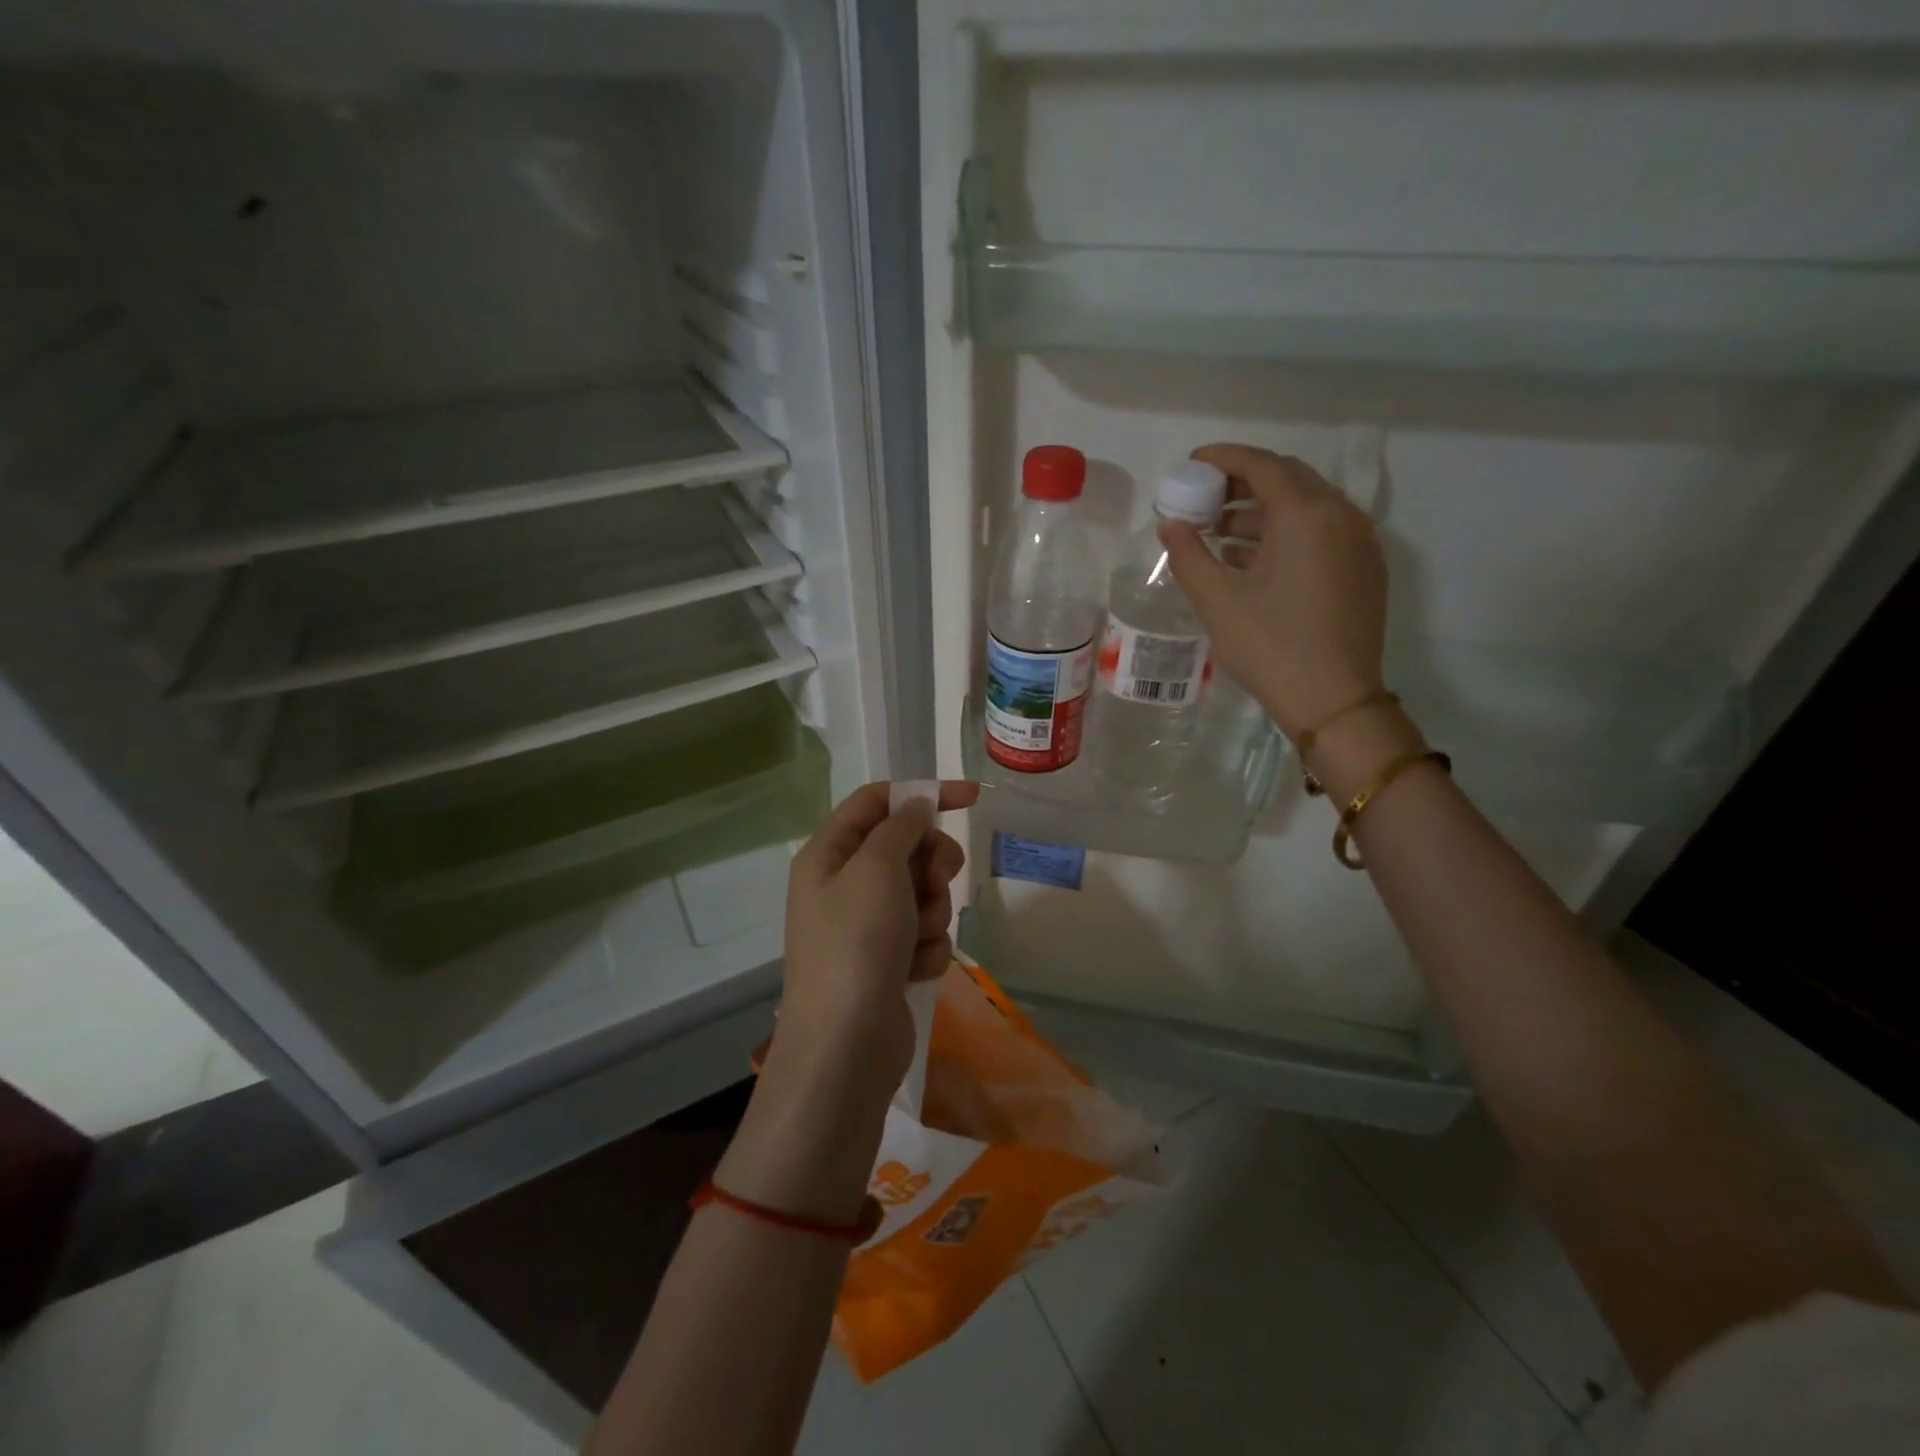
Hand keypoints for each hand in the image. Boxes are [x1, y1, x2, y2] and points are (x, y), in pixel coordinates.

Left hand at [719, 781, 976, 1225]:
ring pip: (923, 893)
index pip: (877, 802)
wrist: (846, 1046)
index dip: (922, 795)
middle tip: (937, 881)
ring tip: (914, 939)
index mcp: (828, 854)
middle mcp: (844, 885)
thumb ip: (901, 828)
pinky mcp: (889, 961)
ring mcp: (867, 926)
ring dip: (931, 912)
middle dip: (931, 864)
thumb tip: (917, 806)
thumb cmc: (856, 943)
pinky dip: (927, 948)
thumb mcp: (877, 869)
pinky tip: (913, 970)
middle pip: (906, 847)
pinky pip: (925, 934)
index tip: (970, 798)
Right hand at [1158, 444, 1388, 740]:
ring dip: (1261, 511)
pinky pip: (1321, 532)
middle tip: (1202, 498)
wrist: (1335, 702)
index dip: (1222, 458)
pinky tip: (1252, 559)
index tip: (1190, 464)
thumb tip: (1170, 523)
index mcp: (1306, 515)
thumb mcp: (1217, 601)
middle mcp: (1341, 516)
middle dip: (1241, 482)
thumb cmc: (1271, 647)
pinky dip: (1285, 533)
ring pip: (1306, 507)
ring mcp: (1359, 542)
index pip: (1262, 465)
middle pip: (1288, 479)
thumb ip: (1188, 554)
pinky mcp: (1364, 568)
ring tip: (1218, 533)